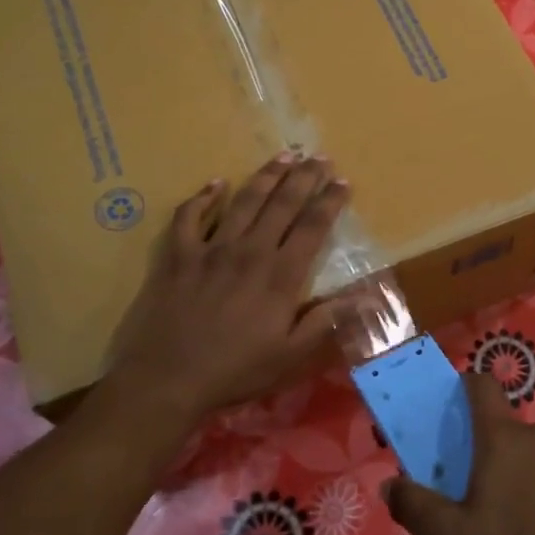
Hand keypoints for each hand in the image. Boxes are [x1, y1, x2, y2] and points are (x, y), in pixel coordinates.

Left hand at [100, 153, 350, 429]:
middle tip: (319, 156)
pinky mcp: (178, 255)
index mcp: (280, 275)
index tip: (343, 181)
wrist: (167, 379)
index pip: (313, 227)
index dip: (330, 201)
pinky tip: (216, 183)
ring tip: (284, 155)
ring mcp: (211, 249)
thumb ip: (325, 320)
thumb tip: (366, 298)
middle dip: (304, 177)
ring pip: (244, 201)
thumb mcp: (290, 355)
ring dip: (266, 176)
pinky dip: (203, 197)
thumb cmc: (235, 371)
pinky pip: (190, 216)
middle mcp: (250, 251)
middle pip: (283, 204)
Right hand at [385, 374, 534, 534]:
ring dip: (528, 474)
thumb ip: (415, 507)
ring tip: (522, 521)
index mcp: (502, 438)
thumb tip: (389, 484)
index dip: (466, 387)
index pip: (481, 386)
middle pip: (509, 430)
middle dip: (494, 453)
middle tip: (484, 496)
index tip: (456, 407)